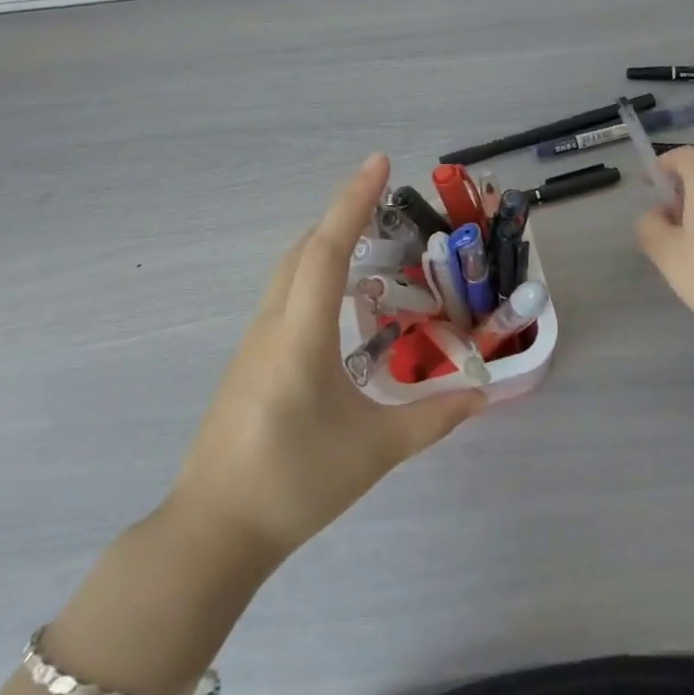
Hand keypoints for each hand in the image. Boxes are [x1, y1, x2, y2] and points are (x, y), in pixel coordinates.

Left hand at [168, 154, 484, 564]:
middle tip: (385, 203)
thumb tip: (482, 395)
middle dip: (342, 216)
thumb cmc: (293, 484)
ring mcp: (254, 342)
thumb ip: (432, 420)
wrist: (212, 532)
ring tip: (368, 245)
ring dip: (325, 245)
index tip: (379, 162)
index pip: (328, 248)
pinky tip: (337, 305)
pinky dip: (313, 276)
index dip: (353, 201)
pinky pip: (284, 297)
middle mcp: (273, 325)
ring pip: (289, 272)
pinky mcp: (248, 362)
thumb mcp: (373, 452)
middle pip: (304, 249)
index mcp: (300, 335)